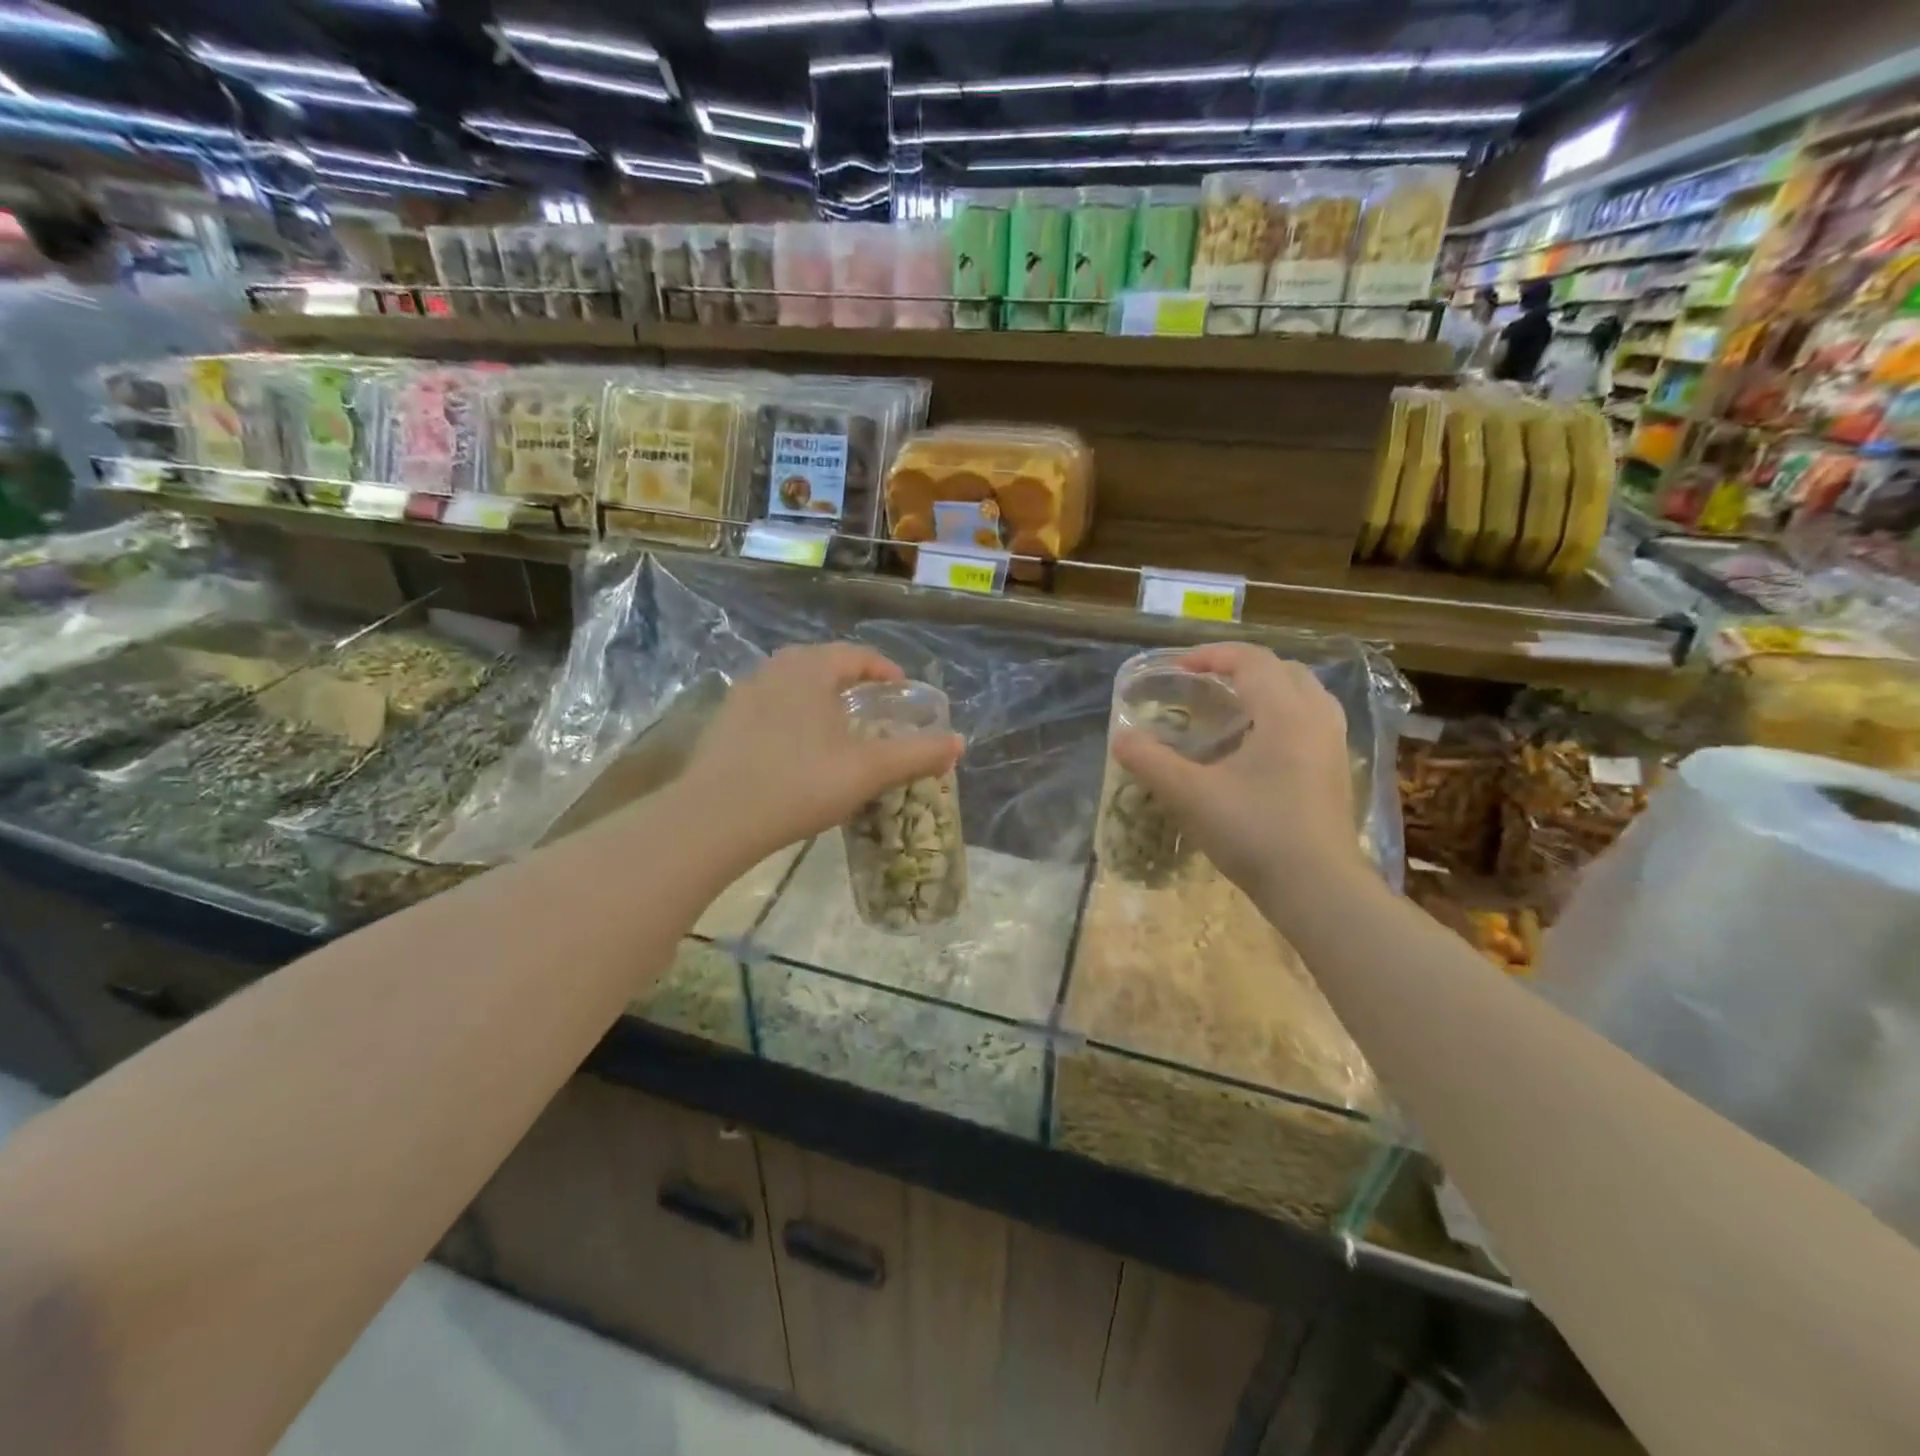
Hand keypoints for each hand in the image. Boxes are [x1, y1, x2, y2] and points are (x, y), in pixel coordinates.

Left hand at [678, 643, 962, 863]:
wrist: (715, 819)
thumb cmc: (800, 783)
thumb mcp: (869, 770)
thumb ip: (917, 753)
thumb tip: (959, 742)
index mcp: (810, 668)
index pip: (857, 655)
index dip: (886, 670)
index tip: (903, 692)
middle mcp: (774, 669)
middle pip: (823, 665)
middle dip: (853, 683)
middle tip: (874, 709)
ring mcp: (743, 695)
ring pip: (793, 686)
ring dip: (820, 700)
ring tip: (838, 730)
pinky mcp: (723, 724)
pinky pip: (770, 709)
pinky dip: (793, 719)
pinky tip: (797, 752)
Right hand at [1110, 643, 1360, 902]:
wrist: (1318, 889)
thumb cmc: (1255, 832)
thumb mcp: (1191, 795)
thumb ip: (1151, 762)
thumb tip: (1120, 738)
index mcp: (1285, 712)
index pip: (1251, 660)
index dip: (1211, 655)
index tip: (1177, 669)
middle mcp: (1316, 718)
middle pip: (1283, 670)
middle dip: (1241, 668)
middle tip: (1204, 684)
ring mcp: (1333, 746)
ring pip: (1304, 694)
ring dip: (1268, 689)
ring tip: (1233, 708)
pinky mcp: (1337, 772)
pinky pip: (1312, 722)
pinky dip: (1283, 715)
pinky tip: (1259, 746)